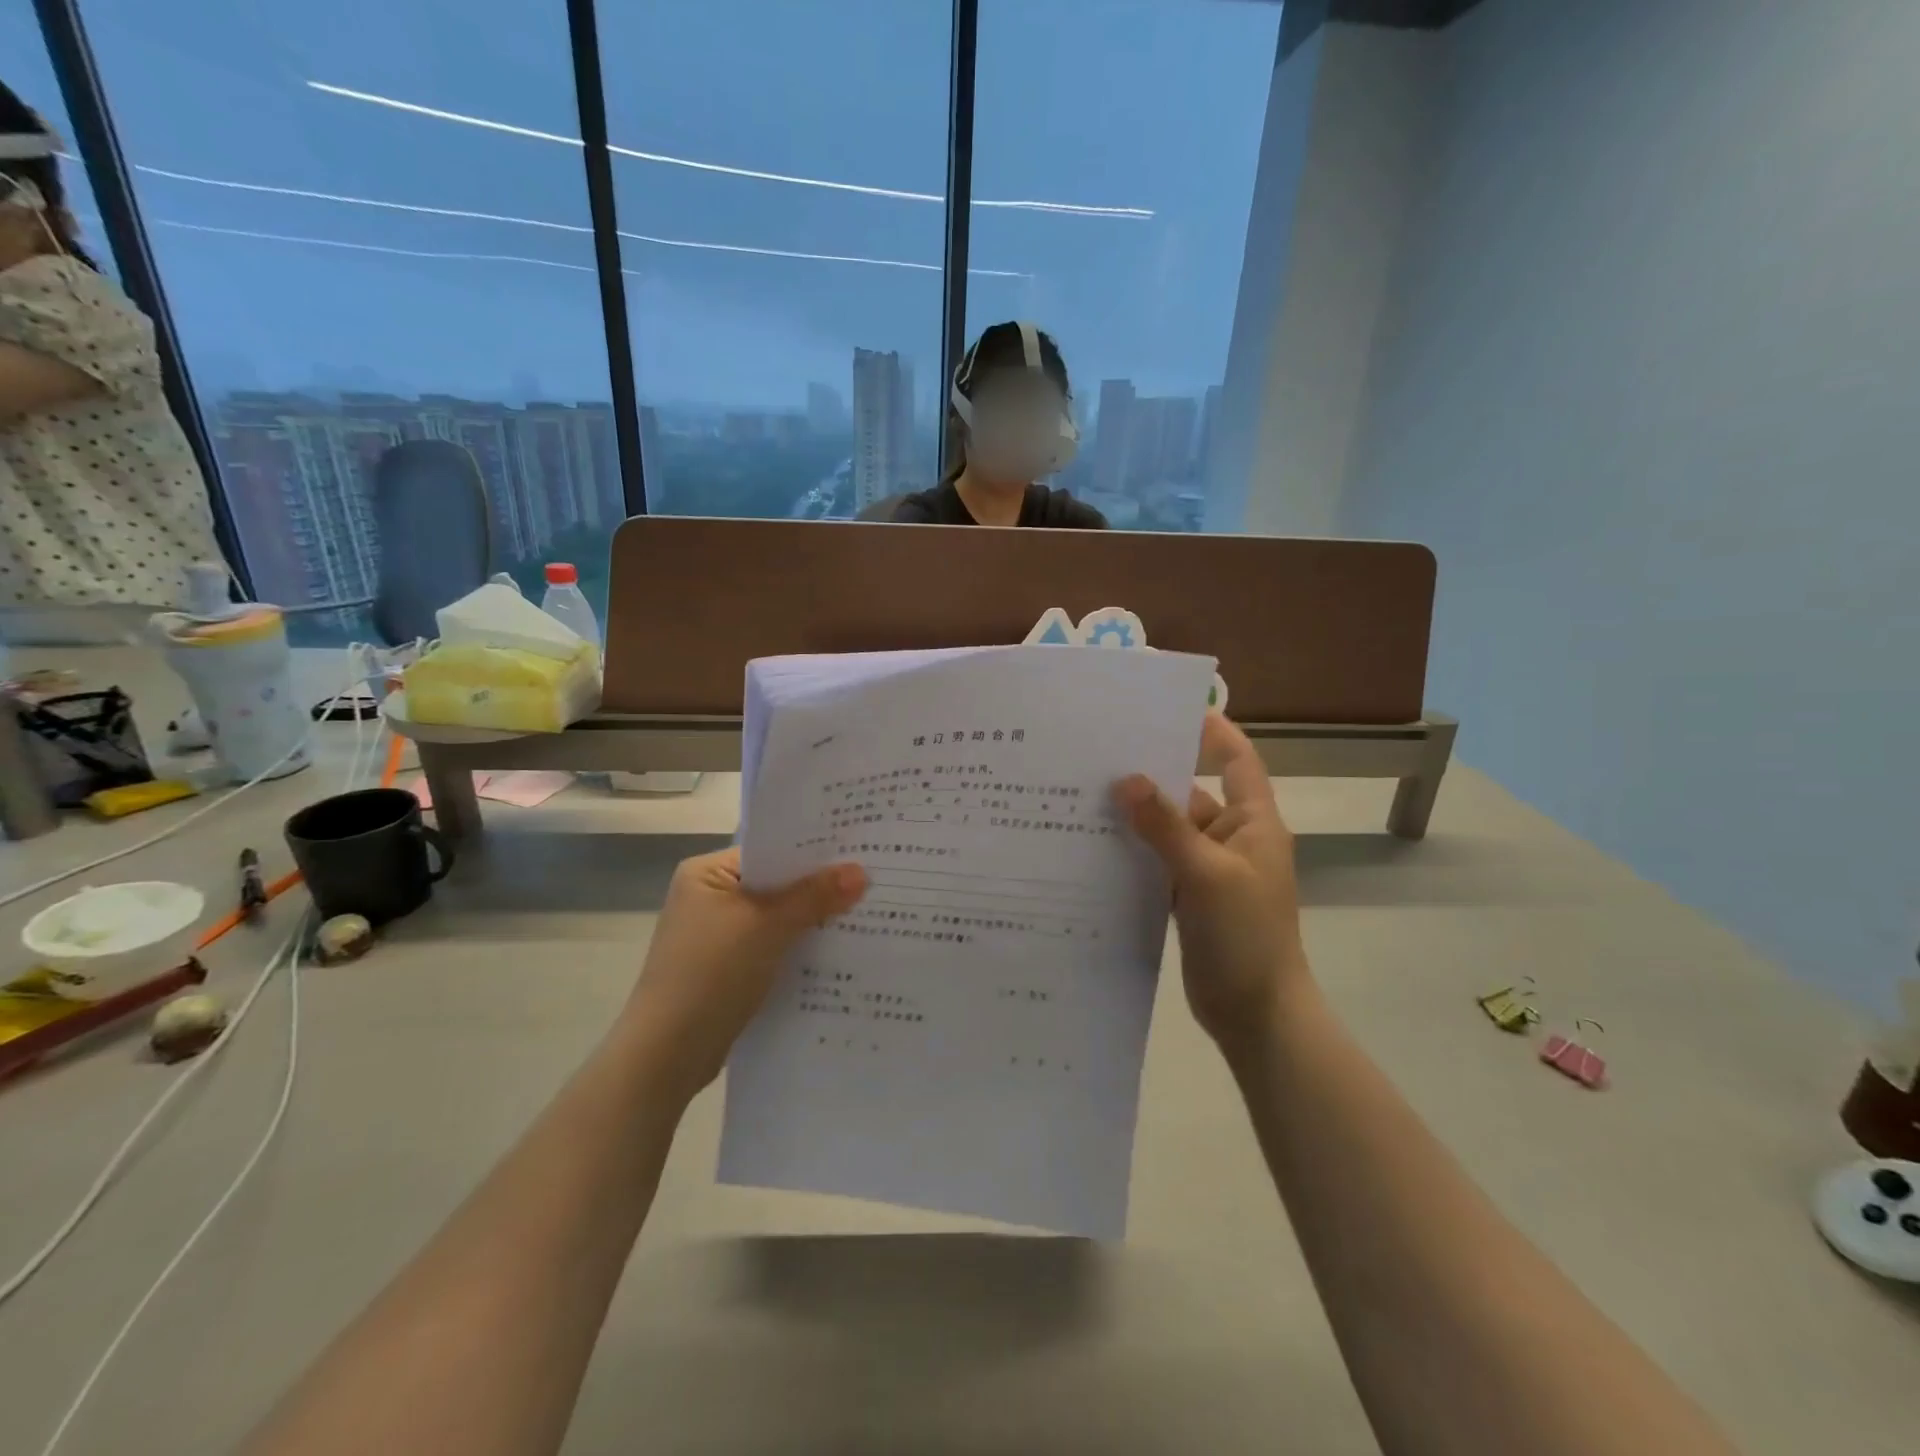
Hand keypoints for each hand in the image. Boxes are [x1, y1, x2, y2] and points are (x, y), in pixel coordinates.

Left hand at [621, 848, 865, 1099]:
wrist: (666, 1054)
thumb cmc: (711, 973)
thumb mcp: (768, 927)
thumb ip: (815, 896)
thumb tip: (861, 871)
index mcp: (706, 873)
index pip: (769, 852)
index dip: (812, 852)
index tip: (858, 851)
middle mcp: (709, 897)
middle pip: (775, 884)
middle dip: (818, 888)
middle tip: (871, 882)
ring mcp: (717, 935)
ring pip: (777, 918)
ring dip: (811, 921)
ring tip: (865, 914)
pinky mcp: (727, 968)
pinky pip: (772, 946)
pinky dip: (798, 948)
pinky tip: (836, 952)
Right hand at [1115, 713, 1308, 1053]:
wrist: (1257, 1014)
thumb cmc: (1245, 936)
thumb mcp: (1206, 874)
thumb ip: (1166, 827)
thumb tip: (1127, 780)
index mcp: (1252, 823)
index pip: (1236, 760)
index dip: (1211, 730)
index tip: (1167, 707)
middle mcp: (1231, 838)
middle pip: (1191, 793)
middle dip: (1153, 774)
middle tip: (1101, 753)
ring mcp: (1208, 869)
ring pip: (1169, 830)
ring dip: (1137, 816)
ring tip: (1085, 794)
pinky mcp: (1188, 896)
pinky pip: (1158, 861)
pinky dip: (1133, 852)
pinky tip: (1094, 844)